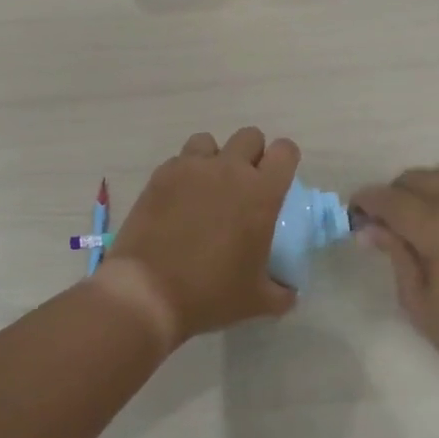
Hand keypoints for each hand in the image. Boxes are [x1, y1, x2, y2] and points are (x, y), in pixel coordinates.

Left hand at [100, 128, 300, 344]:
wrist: (148, 292)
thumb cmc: (210, 294)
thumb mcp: (258, 301)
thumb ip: (282, 292)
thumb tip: (289, 291)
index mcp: (261, 193)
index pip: (285, 151)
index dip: (285, 160)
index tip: (279, 180)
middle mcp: (229, 170)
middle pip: (249, 136)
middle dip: (252, 154)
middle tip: (244, 185)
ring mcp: (191, 168)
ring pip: (210, 141)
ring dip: (214, 158)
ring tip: (208, 187)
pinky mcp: (161, 175)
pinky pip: (179, 159)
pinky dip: (184, 173)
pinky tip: (179, 200)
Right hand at [352, 166, 438, 420]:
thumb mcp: (422, 305)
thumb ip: (397, 257)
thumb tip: (371, 229)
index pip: (390, 199)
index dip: (365, 203)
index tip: (351, 216)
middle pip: (415, 178)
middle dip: (391, 195)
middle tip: (380, 226)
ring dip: (419, 190)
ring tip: (410, 223)